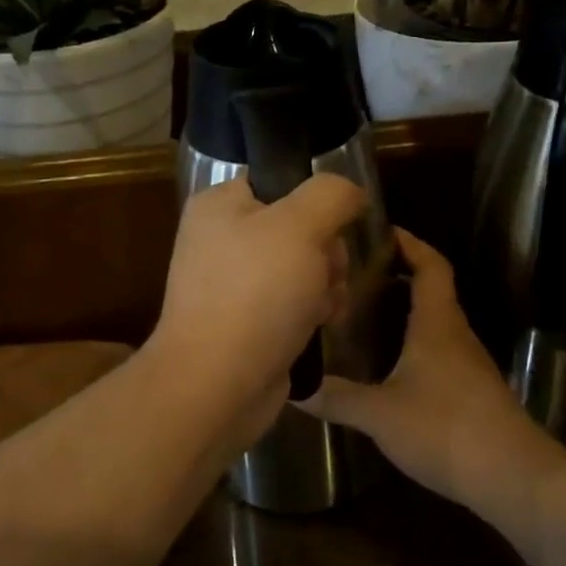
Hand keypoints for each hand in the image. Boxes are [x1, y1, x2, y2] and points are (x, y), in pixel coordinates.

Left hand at [149, 174, 366, 445]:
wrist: (216, 384)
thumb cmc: (255, 294)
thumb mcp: (299, 226)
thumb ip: (331, 194)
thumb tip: (349, 193)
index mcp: (220, 204)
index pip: (281, 181)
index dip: (315, 203)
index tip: (329, 228)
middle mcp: (222, 238)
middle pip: (300, 226)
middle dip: (326, 253)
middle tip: (324, 274)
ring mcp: (233, 282)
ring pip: (304, 266)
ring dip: (326, 284)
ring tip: (322, 307)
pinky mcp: (247, 320)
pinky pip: (294, 301)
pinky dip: (312, 311)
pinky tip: (319, 326)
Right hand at [303, 229, 565, 513]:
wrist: (515, 479)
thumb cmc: (446, 429)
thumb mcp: (380, 414)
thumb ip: (338, 397)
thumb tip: (294, 387)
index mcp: (437, 323)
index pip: (430, 265)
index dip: (409, 243)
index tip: (380, 230)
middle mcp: (456, 335)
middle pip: (431, 291)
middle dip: (397, 275)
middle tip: (354, 274)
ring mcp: (468, 364)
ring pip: (434, 323)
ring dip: (405, 311)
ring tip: (362, 314)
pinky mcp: (472, 392)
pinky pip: (439, 351)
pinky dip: (413, 343)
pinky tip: (388, 365)